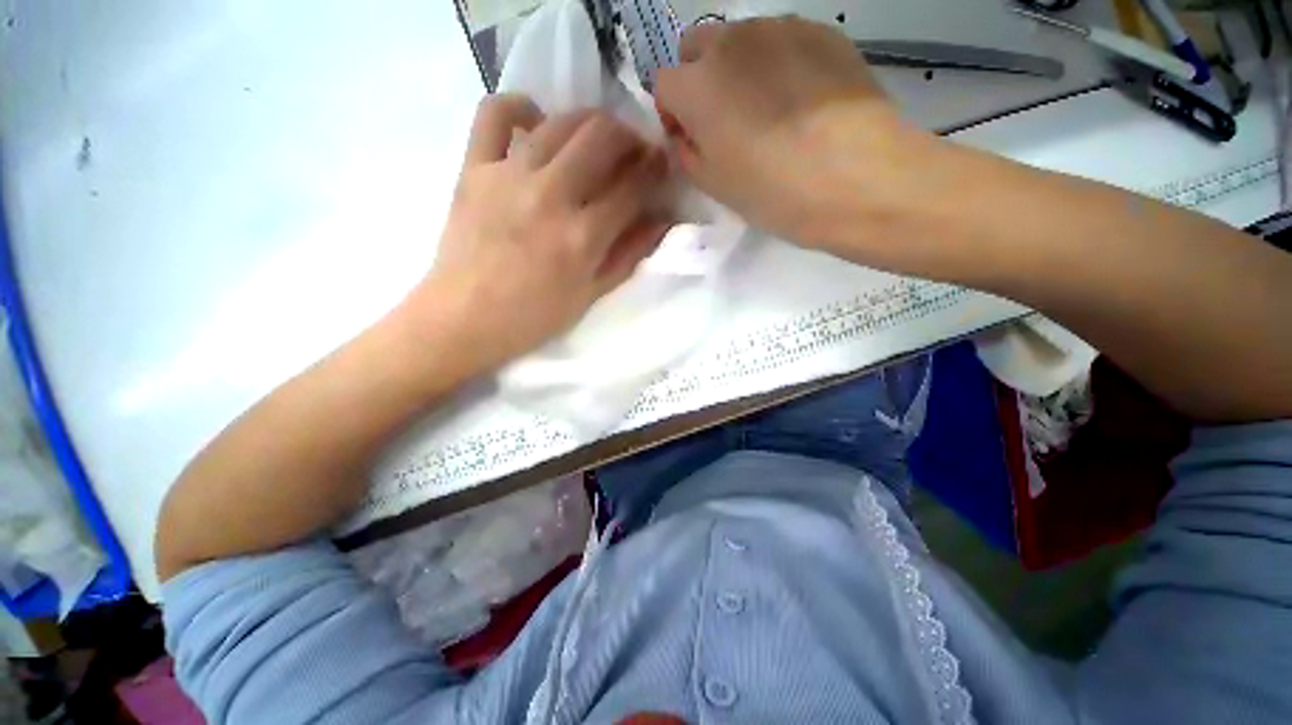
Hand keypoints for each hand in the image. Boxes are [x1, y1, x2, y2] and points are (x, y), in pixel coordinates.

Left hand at [409, 95, 670, 370]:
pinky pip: (495, 114)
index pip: (633, 186)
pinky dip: (520, 108)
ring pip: (561, 121)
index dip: (655, 170)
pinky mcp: (475, 168)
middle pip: (602, 138)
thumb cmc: (534, 316)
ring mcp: (510, 176)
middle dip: (629, 137)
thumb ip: (629, 255)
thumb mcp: (591, 295)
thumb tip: (661, 220)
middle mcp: (552, 196)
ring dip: (590, 122)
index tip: (660, 166)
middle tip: (633, 151)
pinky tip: (536, 123)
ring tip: (596, 140)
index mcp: (583, 236)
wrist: (465, 318)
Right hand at [655, 18, 944, 270]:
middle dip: (698, 78)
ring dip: (739, 68)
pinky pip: (783, 41)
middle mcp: (731, 42)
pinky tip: (801, 100)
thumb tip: (686, 136)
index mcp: (697, 86)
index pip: (664, 84)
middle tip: (722, 119)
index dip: (672, 113)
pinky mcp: (822, 31)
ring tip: (767, 109)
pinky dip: (778, 63)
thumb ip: (687, 154)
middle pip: (696, 46)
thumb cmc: (773, 191)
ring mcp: (780, 29)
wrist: (857, 176)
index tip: (688, 137)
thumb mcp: (715, 186)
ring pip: (741, 39)